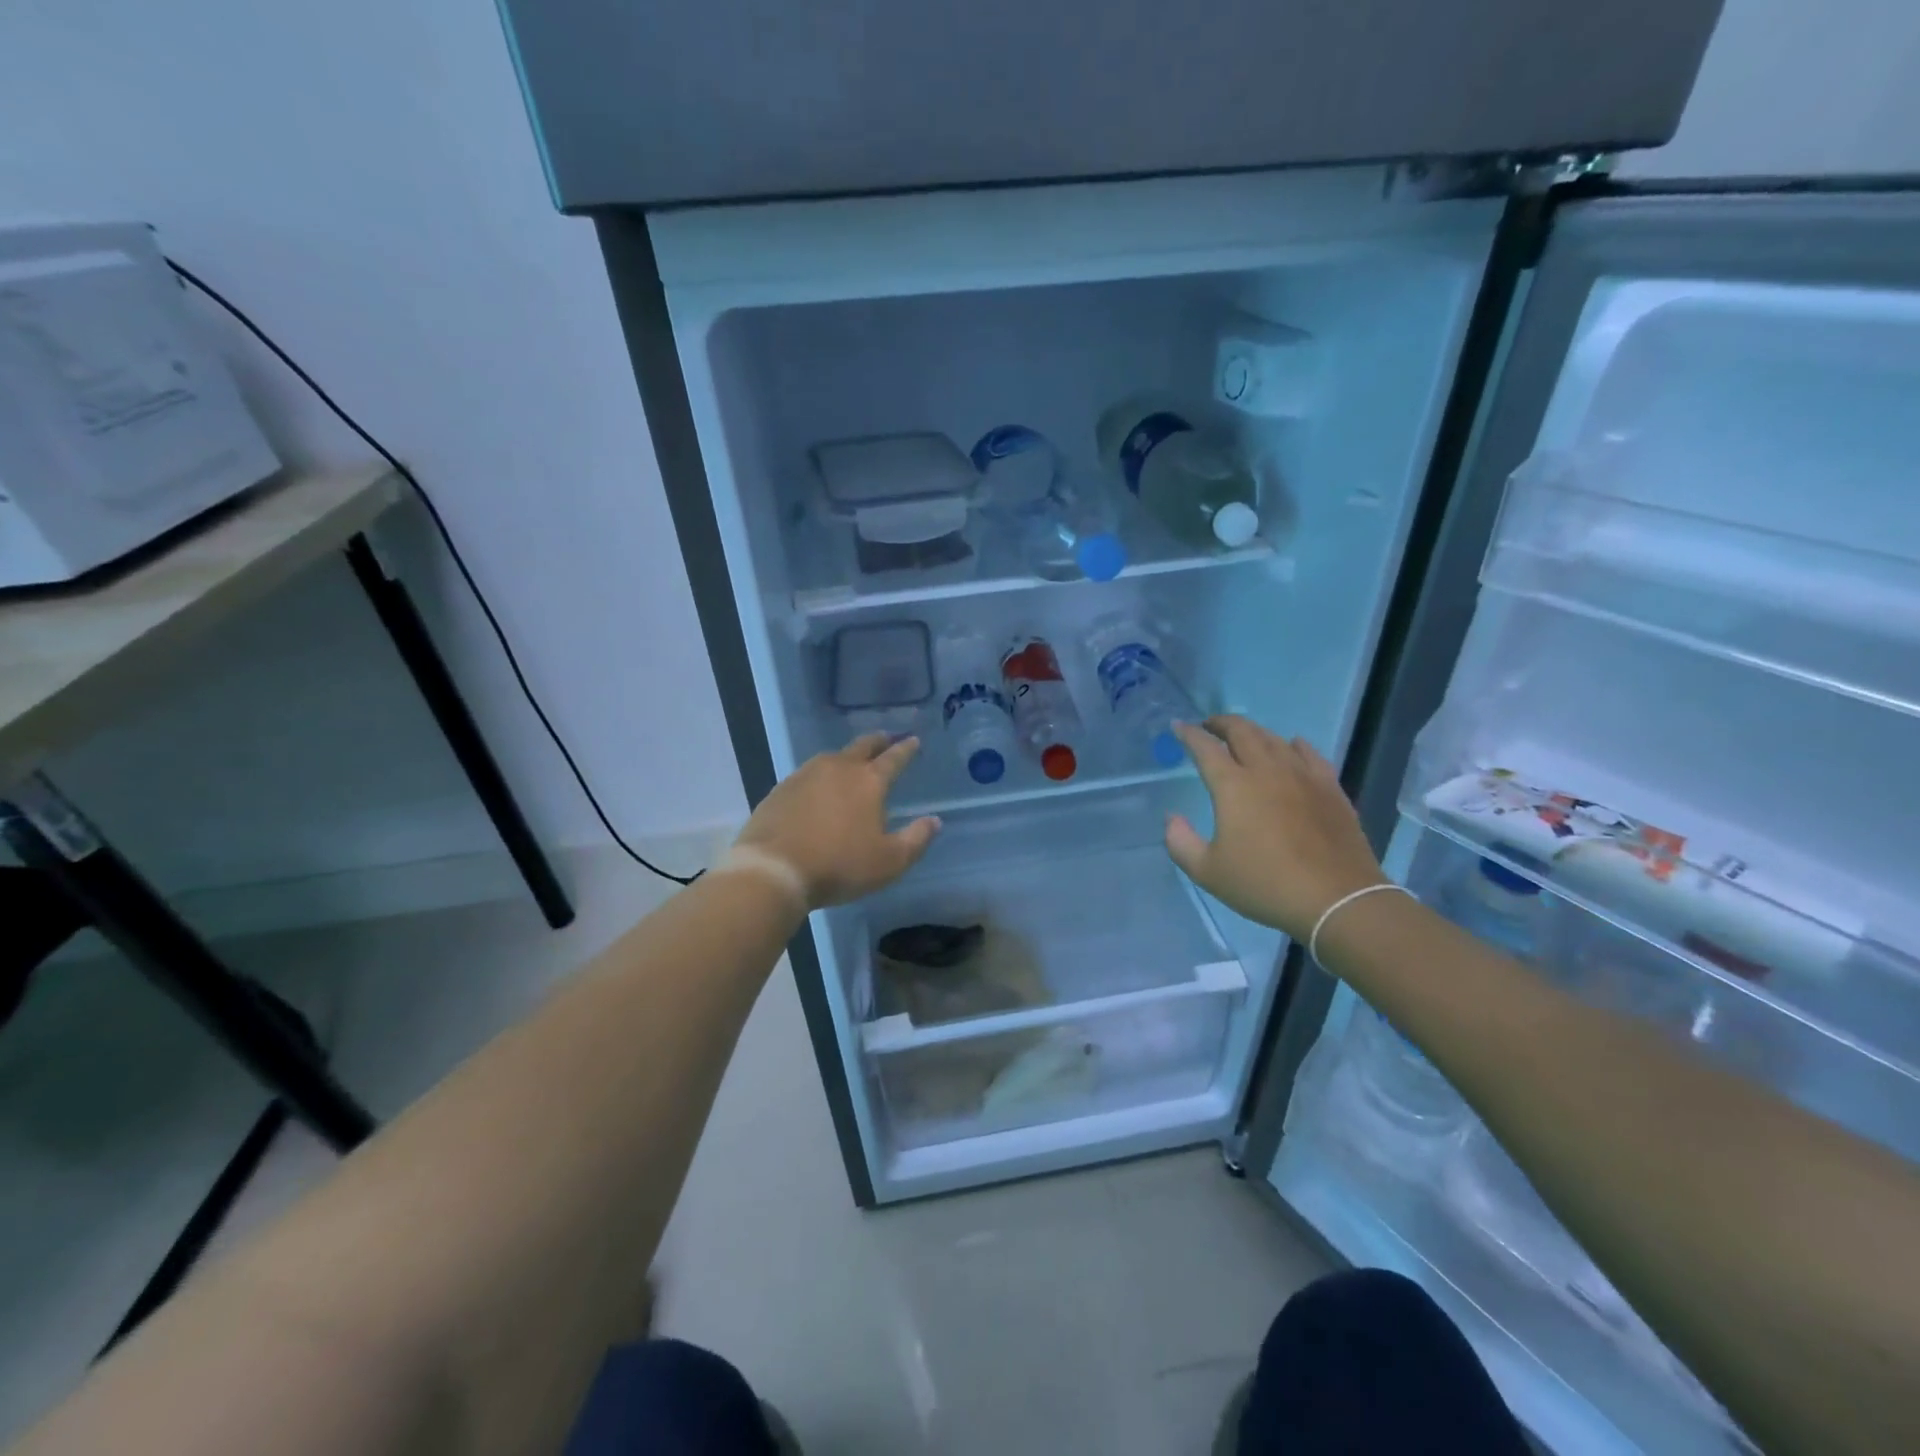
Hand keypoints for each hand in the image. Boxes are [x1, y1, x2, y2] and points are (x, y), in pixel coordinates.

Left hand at [733, 734, 940, 908]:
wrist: (774, 869)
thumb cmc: (839, 865)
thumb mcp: (889, 862)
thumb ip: (916, 839)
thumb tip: (934, 821)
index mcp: (869, 781)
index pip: (894, 758)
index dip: (906, 749)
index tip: (914, 740)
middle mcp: (838, 769)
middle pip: (862, 746)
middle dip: (878, 741)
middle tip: (887, 738)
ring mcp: (805, 775)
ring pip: (832, 757)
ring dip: (847, 756)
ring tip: (852, 762)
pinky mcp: (781, 789)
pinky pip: (807, 774)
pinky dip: (820, 775)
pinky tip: (818, 787)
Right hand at [1164, 716, 1386, 939]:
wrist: (1337, 899)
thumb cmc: (1265, 884)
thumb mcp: (1208, 872)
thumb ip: (1181, 843)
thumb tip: (1172, 819)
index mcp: (1233, 786)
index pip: (1206, 748)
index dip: (1189, 734)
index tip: (1178, 726)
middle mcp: (1267, 770)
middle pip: (1242, 732)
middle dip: (1221, 723)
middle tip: (1209, 727)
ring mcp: (1302, 775)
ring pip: (1274, 739)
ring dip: (1253, 732)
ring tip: (1244, 738)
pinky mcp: (1330, 788)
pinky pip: (1310, 754)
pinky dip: (1294, 745)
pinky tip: (1292, 746)